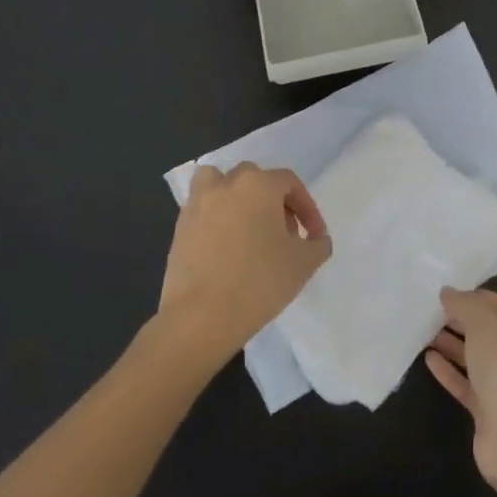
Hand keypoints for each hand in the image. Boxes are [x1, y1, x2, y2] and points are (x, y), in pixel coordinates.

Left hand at [159, 163, 330, 368]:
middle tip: (284, 233)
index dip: (308, 208)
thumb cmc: (259, 282)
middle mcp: (225, 185)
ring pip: (219, 184)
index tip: (313, 237)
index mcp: (258, 185)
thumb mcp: (305, 263)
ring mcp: (197, 205)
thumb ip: (318, 244)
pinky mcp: (179, 229)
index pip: (290, 183)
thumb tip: (315, 239)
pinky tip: (226, 248)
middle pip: (255, 179)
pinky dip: (216, 218)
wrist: (201, 318)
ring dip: (236, 198)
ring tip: (248, 227)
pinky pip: (203, 210)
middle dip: (274, 201)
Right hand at [425, 287, 496, 496]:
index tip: (443, 294)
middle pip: (489, 331)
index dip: (472, 297)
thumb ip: (464, 303)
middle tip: (428, 311)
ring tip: (423, 332)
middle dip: (461, 321)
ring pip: (477, 358)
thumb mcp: (485, 322)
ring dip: (452, 344)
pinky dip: (450, 371)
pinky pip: (468, 384)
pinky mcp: (492, 412)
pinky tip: (428, 359)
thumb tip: (447, 293)